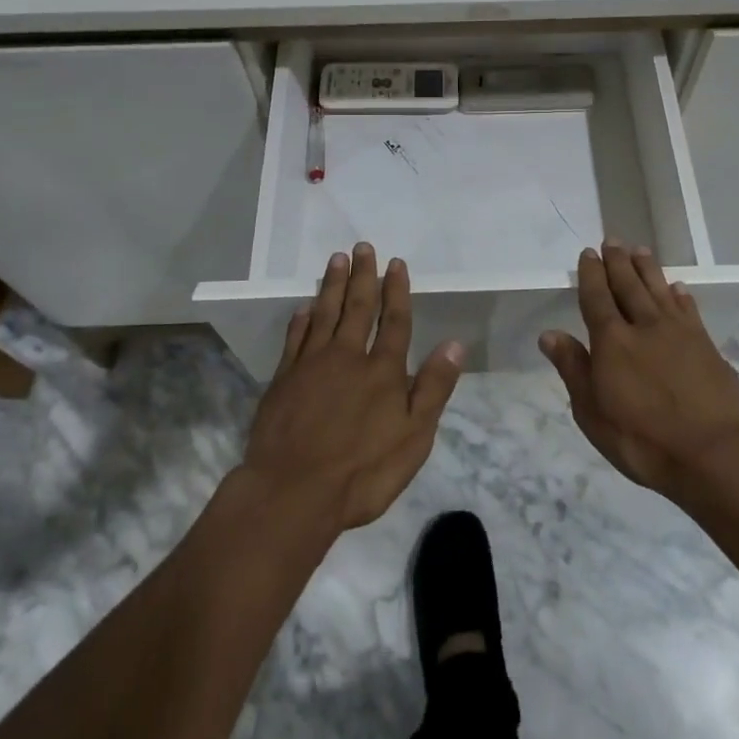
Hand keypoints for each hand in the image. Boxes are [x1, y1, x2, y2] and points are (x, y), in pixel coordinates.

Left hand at [242, 243, 464, 531]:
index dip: (396, 291)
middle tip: (363, 246)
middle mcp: (348, 356)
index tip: (395, 263)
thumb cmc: (363, 471)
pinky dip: (302, 318)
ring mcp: (312, 364)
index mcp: (383, 370)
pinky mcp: (284, 378)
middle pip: (358, 307)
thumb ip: (433, 387)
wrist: (293, 492)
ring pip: (325, 313)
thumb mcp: (414, 437)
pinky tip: (305, 306)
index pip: (395, 321)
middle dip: (363, 275)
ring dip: (333, 285)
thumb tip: (454, 343)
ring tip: (337, 259)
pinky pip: (295, 337)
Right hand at [540, 242, 738, 498]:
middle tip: (612, 241)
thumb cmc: (642, 440)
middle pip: (628, 285)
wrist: (712, 455)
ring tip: (640, 250)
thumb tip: (549, 334)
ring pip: (659, 289)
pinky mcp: (706, 345)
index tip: (588, 253)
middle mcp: (644, 326)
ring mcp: (679, 333)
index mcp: (612, 341)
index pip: (597, 297)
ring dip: (647, 269)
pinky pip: (689, 309)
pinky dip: (680, 295)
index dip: (591, 274)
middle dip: (618, 262)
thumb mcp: (592, 412)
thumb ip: (573, 369)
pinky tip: (677, 287)